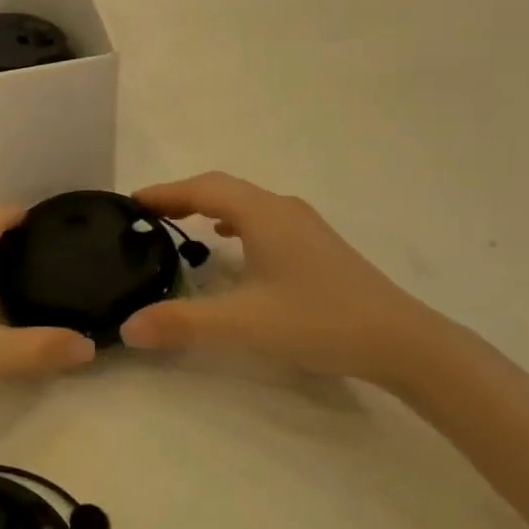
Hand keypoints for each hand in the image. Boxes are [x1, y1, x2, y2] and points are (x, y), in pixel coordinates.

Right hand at [120, 172, 435, 383]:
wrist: (401, 341)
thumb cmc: (318, 320)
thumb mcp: (244, 324)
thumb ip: (183, 323)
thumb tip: (128, 327)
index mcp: (262, 213)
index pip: (201, 188)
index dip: (164, 192)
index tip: (131, 202)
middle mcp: (281, 208)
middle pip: (222, 188)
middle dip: (182, 197)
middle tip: (148, 215)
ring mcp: (303, 224)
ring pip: (244, 202)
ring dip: (209, 207)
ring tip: (181, 226)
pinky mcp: (317, 244)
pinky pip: (262, 218)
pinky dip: (235, 222)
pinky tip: (232, 244)